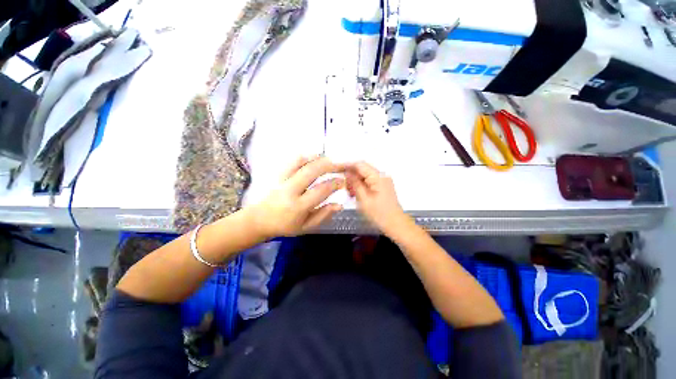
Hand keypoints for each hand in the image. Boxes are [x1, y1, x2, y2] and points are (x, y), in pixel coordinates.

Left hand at [251, 156, 344, 237]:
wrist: (259, 220)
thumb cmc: (285, 226)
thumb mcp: (306, 226)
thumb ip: (324, 215)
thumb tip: (340, 205)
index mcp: (299, 206)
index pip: (321, 190)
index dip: (335, 183)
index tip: (343, 181)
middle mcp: (290, 190)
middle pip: (312, 171)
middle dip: (330, 165)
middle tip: (340, 166)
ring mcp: (283, 180)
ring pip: (301, 162)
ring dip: (317, 158)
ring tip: (329, 160)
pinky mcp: (278, 174)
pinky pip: (292, 161)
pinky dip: (306, 157)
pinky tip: (314, 159)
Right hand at [345, 162, 407, 233]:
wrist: (395, 224)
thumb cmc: (379, 214)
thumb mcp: (363, 199)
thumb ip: (355, 184)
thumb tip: (347, 172)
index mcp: (378, 177)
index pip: (360, 164)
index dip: (347, 165)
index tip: (337, 170)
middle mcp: (381, 175)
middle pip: (362, 169)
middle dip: (351, 176)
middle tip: (343, 186)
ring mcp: (383, 181)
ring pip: (364, 176)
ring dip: (355, 182)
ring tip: (349, 192)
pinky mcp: (382, 186)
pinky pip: (368, 181)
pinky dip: (361, 186)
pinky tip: (356, 194)